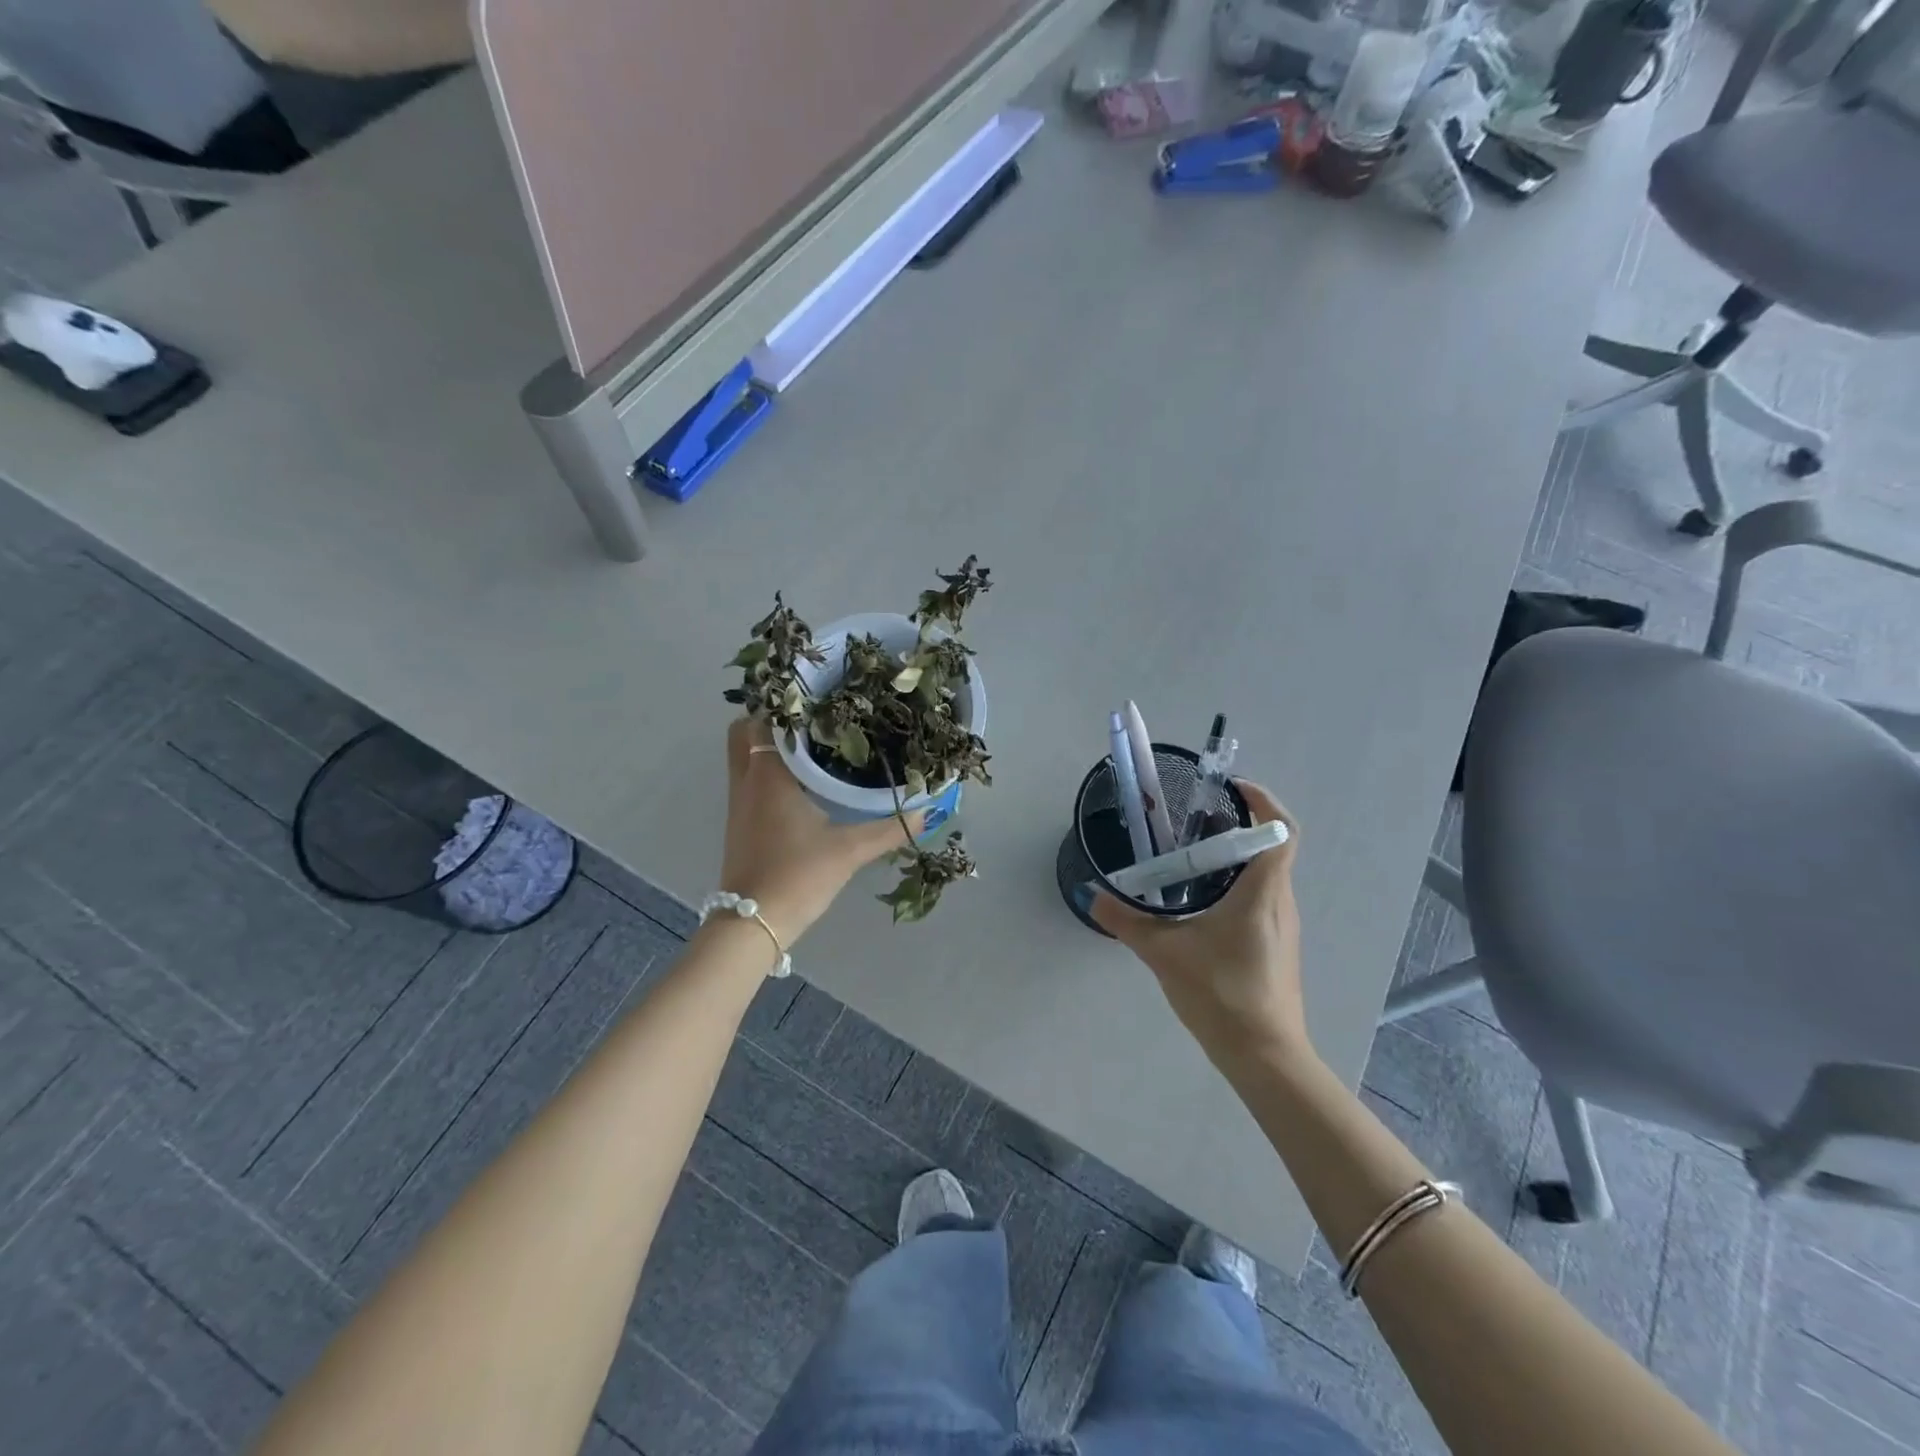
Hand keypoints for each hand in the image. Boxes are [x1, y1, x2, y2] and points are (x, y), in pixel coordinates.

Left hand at [719, 719, 923, 946]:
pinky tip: (801, 783)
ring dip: (768, 746)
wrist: (752, 923)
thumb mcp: (850, 851)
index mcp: (769, 776)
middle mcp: (746, 781)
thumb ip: (889, 829)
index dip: (787, 704)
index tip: (818, 699)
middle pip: (743, 732)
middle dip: (769, 720)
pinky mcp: (738, 823)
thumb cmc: (798, 876)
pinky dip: (766, 770)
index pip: (766, 721)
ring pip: (743, 756)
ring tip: (812, 744)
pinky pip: (747, 779)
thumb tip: (927, 812)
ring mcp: (738, 803)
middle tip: (810, 720)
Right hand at [1089, 781, 1311, 1066]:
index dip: (1263, 800)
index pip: (1281, 830)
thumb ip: (1125, 921)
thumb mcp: (1163, 953)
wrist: (1264, 1056)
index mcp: (1262, 892)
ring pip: (1264, 874)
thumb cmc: (1221, 994)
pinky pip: (1259, 898)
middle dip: (1235, 826)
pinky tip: (1201, 902)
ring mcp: (1281, 926)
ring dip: (1234, 857)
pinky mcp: (1275, 946)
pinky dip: (1235, 884)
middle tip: (1193, 821)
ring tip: (1190, 856)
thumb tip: (1091, 895)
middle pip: (1268, 847)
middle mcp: (1280, 901)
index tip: (1232, 786)